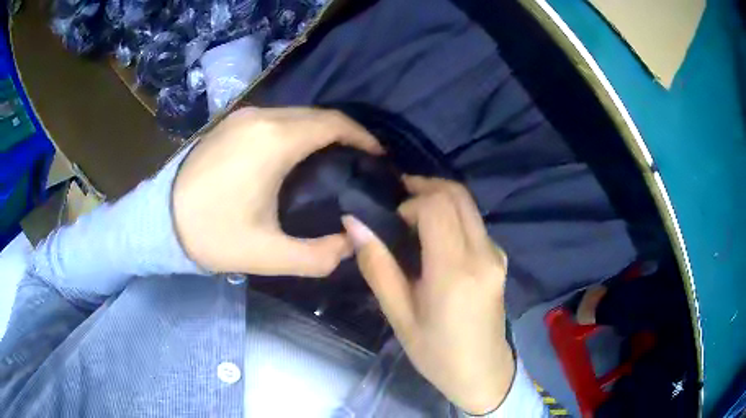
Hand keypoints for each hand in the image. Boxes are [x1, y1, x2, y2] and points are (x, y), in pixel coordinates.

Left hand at [173, 107, 381, 275]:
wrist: (160, 221)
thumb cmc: (213, 235)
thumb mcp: (269, 255)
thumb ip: (319, 255)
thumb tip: (352, 243)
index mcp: (275, 141)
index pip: (334, 124)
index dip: (363, 136)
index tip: (378, 156)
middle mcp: (262, 117)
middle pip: (318, 115)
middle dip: (346, 134)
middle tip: (360, 162)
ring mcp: (244, 116)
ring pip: (297, 114)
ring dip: (320, 131)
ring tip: (333, 159)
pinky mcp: (232, 122)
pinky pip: (277, 118)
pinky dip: (297, 130)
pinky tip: (297, 154)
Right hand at [342, 177, 513, 414]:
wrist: (482, 372)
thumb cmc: (436, 352)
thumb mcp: (399, 315)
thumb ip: (377, 266)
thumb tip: (354, 223)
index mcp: (455, 271)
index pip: (438, 207)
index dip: (411, 201)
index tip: (391, 218)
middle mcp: (483, 254)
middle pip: (458, 195)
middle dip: (426, 187)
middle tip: (398, 197)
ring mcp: (496, 255)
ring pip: (468, 206)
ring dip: (439, 199)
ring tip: (410, 214)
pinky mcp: (499, 259)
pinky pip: (474, 223)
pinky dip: (452, 215)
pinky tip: (433, 235)